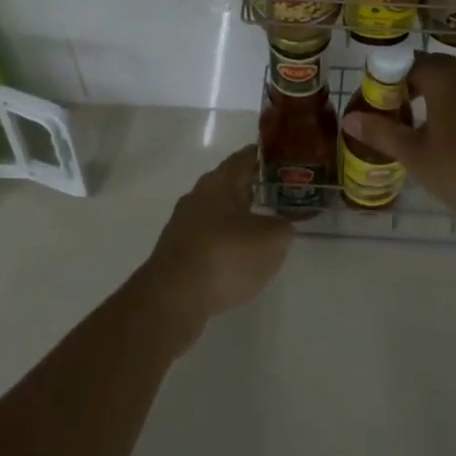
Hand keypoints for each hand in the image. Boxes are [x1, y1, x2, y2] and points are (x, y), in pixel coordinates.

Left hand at [140, 145, 292, 342]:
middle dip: (250, 187)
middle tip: (274, 195)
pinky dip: (221, 241)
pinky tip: (233, 259)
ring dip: (234, 217)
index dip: (264, 157)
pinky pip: (205, 237)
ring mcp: (183, 223)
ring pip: (215, 210)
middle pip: (228, 183)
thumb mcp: (272, 240)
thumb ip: (282, 226)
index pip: (245, 157)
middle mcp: (199, 194)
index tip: (281, 161)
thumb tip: (278, 225)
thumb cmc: (226, 256)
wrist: (173, 298)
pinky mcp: (174, 251)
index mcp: (221, 180)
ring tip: (257, 230)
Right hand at [340, 53, 455, 230]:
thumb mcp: (416, 155)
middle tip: (391, 120)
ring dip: (430, 99)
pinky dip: (452, 107)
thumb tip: (349, 119)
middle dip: (407, 90)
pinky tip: (447, 138)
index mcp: (444, 74)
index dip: (385, 83)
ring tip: (415, 131)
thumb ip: (382, 132)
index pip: (404, 64)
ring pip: (450, 83)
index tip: (374, 107)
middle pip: (428, 70)